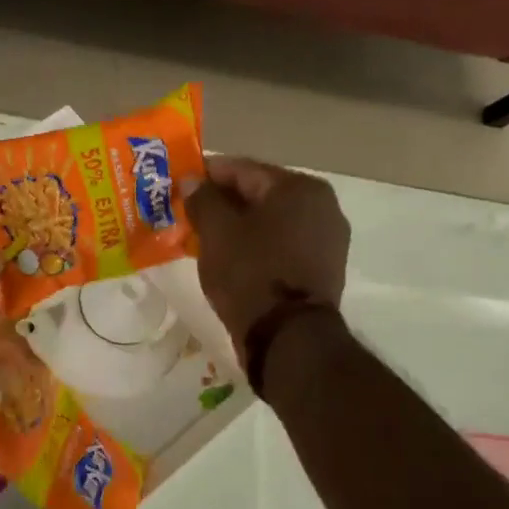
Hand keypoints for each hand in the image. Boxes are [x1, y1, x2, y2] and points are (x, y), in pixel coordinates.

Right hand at [183, 157, 348, 354]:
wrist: (288, 338)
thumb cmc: (250, 274)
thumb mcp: (216, 232)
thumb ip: (203, 199)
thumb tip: (193, 181)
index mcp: (299, 187)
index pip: (242, 169)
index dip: (207, 175)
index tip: (180, 184)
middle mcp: (322, 205)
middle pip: (259, 194)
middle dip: (223, 202)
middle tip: (189, 213)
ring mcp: (327, 238)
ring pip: (271, 221)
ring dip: (239, 225)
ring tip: (205, 237)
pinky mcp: (324, 267)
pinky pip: (282, 244)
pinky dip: (257, 245)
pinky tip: (232, 257)